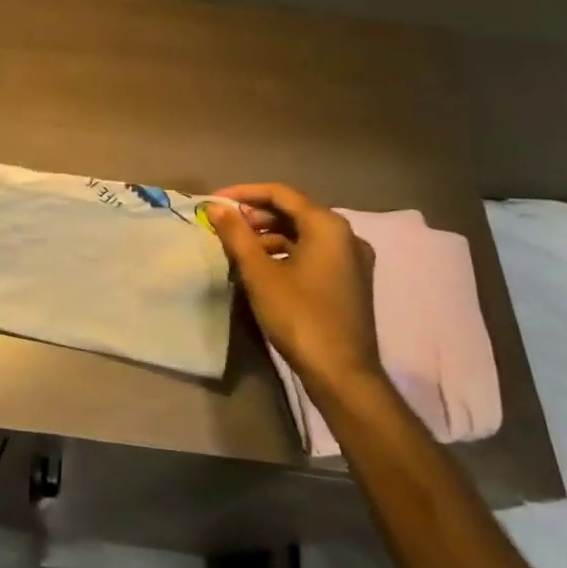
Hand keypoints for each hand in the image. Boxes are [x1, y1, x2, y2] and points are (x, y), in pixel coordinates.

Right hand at [208, 183, 383, 398]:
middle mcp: (346, 235)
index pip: (280, 193)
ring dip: (269, 234)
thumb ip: (236, 235)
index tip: (214, 201)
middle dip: (256, 215)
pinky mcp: (350, 280)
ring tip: (238, 247)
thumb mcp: (259, 273)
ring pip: (303, 233)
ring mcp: (352, 259)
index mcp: (327, 226)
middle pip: (294, 211)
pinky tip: (262, 266)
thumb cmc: (299, 316)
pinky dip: (286, 251)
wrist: (342, 374)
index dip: (244, 193)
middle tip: (224, 225)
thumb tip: (216, 208)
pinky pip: (313, 252)